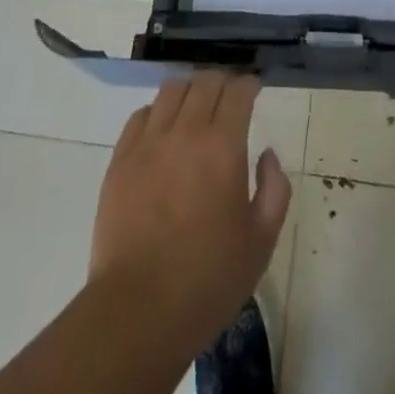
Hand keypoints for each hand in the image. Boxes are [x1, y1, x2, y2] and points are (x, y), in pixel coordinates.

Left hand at [91, 73, 291, 343]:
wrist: (138, 312)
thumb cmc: (207, 280)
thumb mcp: (260, 242)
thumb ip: (274, 190)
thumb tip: (267, 155)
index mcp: (223, 146)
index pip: (238, 91)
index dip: (249, 85)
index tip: (254, 89)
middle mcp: (185, 132)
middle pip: (205, 82)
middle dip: (222, 82)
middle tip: (229, 97)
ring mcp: (148, 143)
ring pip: (171, 89)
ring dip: (190, 90)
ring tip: (196, 106)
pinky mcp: (120, 160)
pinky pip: (140, 115)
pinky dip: (157, 112)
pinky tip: (163, 130)